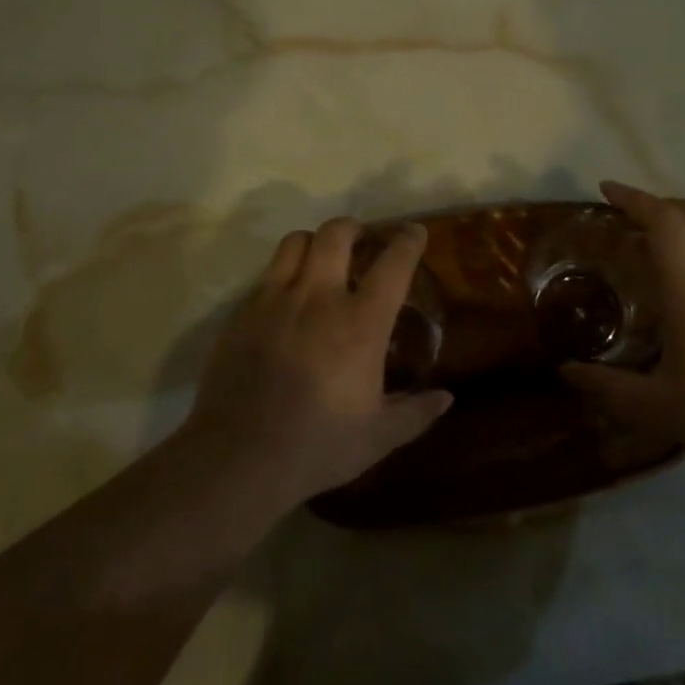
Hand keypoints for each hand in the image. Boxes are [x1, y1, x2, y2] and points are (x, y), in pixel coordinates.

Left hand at [177, 217, 452, 515]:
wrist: (238, 457)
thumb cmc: (317, 446)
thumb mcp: (378, 437)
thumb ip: (415, 413)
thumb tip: (446, 398)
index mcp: (359, 323)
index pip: (392, 264)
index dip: (408, 241)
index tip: (414, 233)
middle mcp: (318, 298)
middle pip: (336, 234)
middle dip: (353, 227)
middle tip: (361, 240)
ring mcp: (274, 300)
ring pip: (295, 242)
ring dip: (314, 242)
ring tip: (320, 259)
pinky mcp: (242, 313)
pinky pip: (266, 275)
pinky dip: (283, 274)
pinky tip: (286, 300)